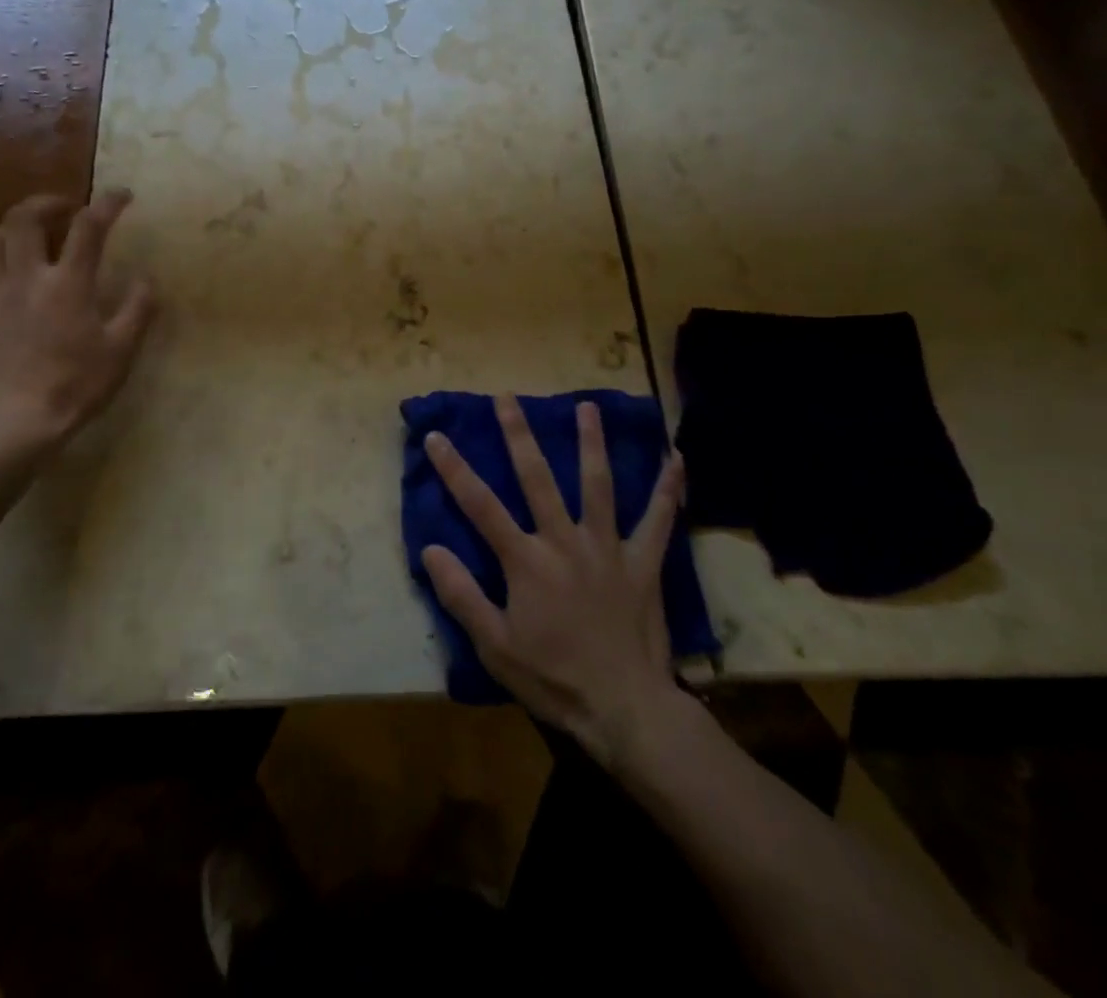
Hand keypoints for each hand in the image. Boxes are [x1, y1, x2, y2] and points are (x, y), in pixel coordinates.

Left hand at [0, 190, 156, 468]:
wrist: (12, 424)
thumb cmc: (75, 386)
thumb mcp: (121, 351)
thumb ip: (138, 309)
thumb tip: (147, 278)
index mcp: (67, 283)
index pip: (88, 226)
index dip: (107, 203)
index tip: (122, 194)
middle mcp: (25, 277)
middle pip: (24, 217)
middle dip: (46, 202)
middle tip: (64, 207)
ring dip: (12, 229)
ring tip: (29, 238)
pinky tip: (0, 285)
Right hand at [421, 395, 691, 766]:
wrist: (625, 709)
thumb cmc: (553, 678)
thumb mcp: (494, 646)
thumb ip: (461, 595)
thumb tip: (430, 548)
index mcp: (526, 561)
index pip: (480, 505)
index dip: (454, 469)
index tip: (436, 436)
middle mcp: (564, 541)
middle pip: (537, 478)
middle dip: (519, 434)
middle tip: (507, 397)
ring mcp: (607, 548)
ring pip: (598, 485)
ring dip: (590, 443)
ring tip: (586, 406)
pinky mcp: (642, 563)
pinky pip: (658, 520)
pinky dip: (668, 489)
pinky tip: (677, 459)